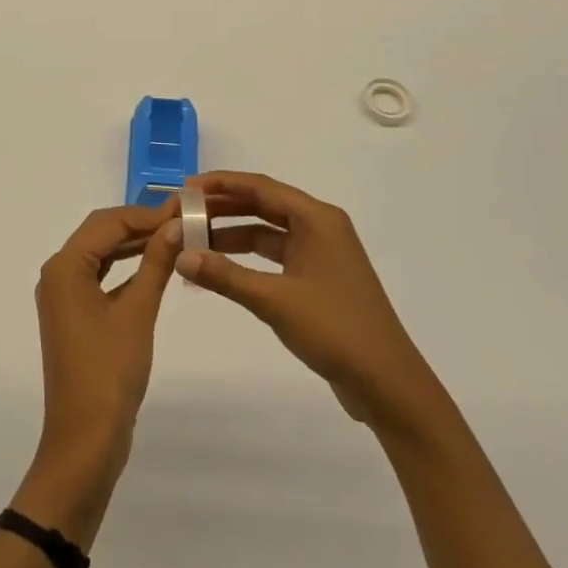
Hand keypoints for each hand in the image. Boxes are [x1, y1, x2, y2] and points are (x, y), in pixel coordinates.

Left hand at [15, 199, 182, 543]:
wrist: (84, 441)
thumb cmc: (109, 372)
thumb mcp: (137, 312)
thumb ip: (156, 263)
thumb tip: (176, 224)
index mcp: (65, 266)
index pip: (108, 222)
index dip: (146, 213)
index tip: (183, 210)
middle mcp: (58, 273)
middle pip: (101, 233)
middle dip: (140, 224)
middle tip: (182, 220)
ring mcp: (63, 296)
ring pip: (101, 254)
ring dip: (134, 244)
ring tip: (174, 237)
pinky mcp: (74, 315)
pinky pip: (100, 277)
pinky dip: (126, 268)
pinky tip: (154, 266)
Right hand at [175, 171, 436, 434]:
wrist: (387, 383)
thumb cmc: (335, 330)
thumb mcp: (274, 301)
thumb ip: (225, 276)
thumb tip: (180, 256)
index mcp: (316, 219)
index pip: (260, 187)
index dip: (220, 184)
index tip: (185, 188)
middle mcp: (320, 226)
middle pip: (263, 204)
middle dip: (223, 207)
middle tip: (184, 213)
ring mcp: (321, 252)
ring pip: (268, 230)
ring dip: (233, 233)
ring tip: (194, 239)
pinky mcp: (319, 277)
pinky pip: (276, 254)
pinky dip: (248, 258)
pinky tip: (221, 267)